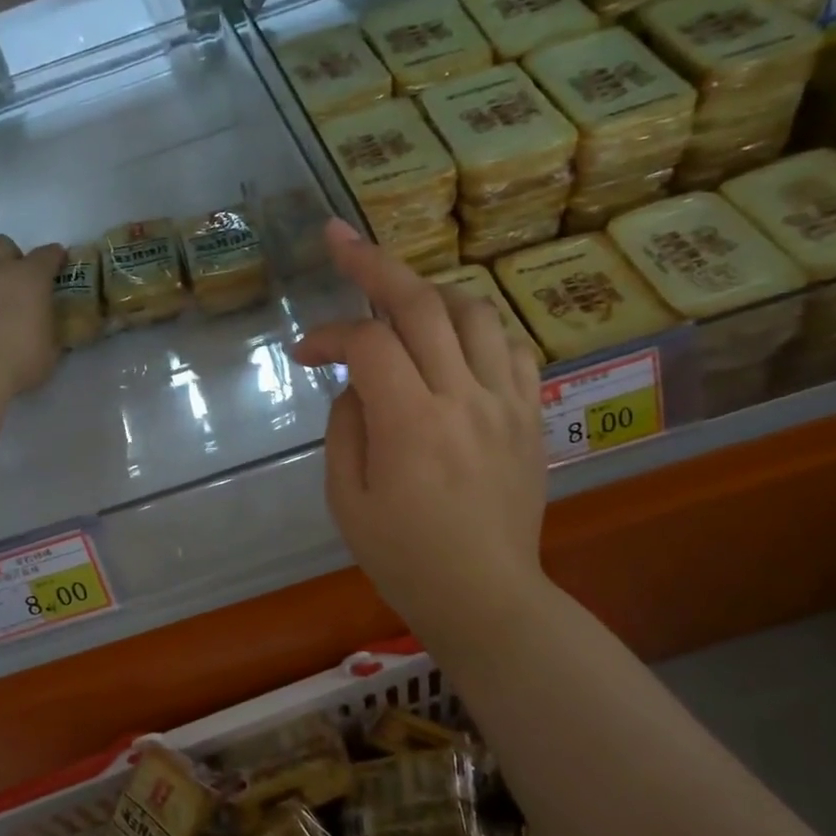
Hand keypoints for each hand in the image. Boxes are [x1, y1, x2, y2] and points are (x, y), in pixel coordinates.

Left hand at [0, 235, 65, 399]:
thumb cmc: (16, 360)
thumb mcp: (47, 354)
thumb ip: (48, 336)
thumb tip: (47, 335)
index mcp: (28, 279)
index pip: (46, 256)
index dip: (54, 258)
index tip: (58, 264)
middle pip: (0, 244)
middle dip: (7, 258)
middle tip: (11, 283)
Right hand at [292, 220, 549, 639]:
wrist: (485, 596)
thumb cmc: (403, 557)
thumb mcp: (345, 499)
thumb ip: (346, 425)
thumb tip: (358, 381)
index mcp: (410, 424)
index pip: (367, 344)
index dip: (328, 335)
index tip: (304, 352)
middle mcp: (464, 398)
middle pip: (421, 303)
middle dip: (373, 264)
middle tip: (340, 239)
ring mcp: (506, 402)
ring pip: (474, 311)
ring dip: (429, 293)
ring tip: (400, 301)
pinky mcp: (531, 415)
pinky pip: (512, 347)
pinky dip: (477, 329)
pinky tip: (453, 342)